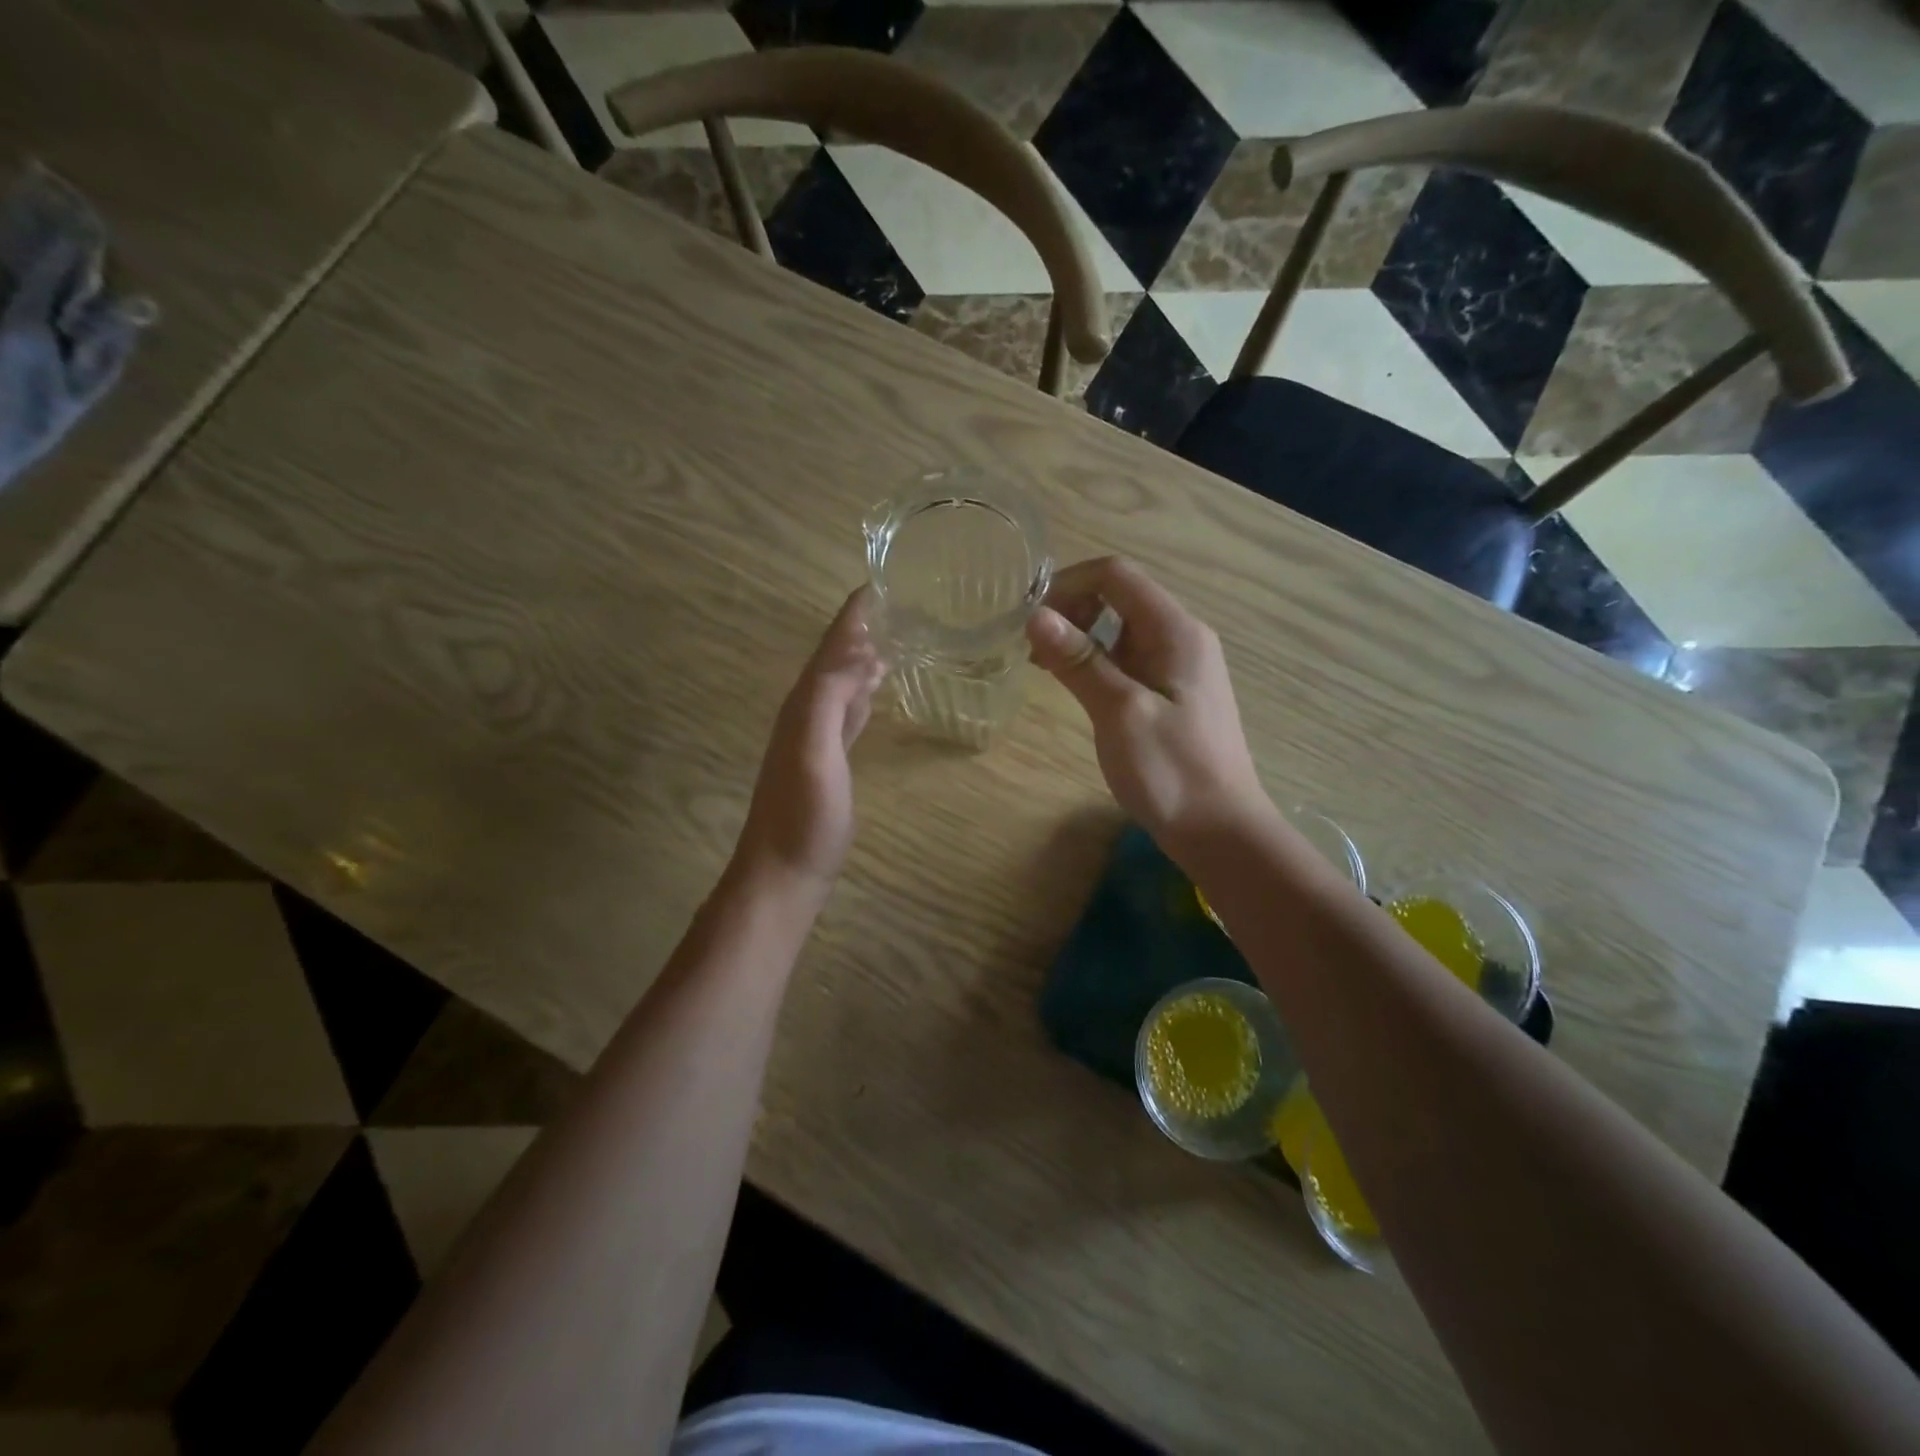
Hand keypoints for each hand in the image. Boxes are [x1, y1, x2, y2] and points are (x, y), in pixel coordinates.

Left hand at [731, 588, 885, 898]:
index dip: (853, 614)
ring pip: (843, 680)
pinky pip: (849, 709)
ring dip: (864, 655)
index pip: (832, 646)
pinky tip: (877, 686)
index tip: (881, 580)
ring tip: (895, 632)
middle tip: (900, 600)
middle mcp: (808, 711)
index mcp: (805, 702)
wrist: (784, 872)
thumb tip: (861, 651)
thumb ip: (831, 698)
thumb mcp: (815, 751)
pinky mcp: (830, 758)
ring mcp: (818, 736)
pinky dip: (864, 690)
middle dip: (863, 627)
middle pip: (836, 657)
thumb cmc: (803, 816)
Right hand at [1026, 557, 1269, 849]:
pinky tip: (1077, 686)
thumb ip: (1079, 661)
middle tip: (1034, 648)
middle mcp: (1181, 636)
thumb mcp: (1119, 712)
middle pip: (1119, 595)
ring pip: (1122, 627)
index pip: (1116, 575)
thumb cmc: (1171, 771)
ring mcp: (1180, 665)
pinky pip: (1128, 657)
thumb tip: (1035, 615)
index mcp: (1175, 631)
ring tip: (1045, 667)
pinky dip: (1097, 660)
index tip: (1029, 618)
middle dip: (1071, 609)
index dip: (1067, 584)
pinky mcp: (1173, 692)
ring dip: (1081, 636)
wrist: (1220, 831)